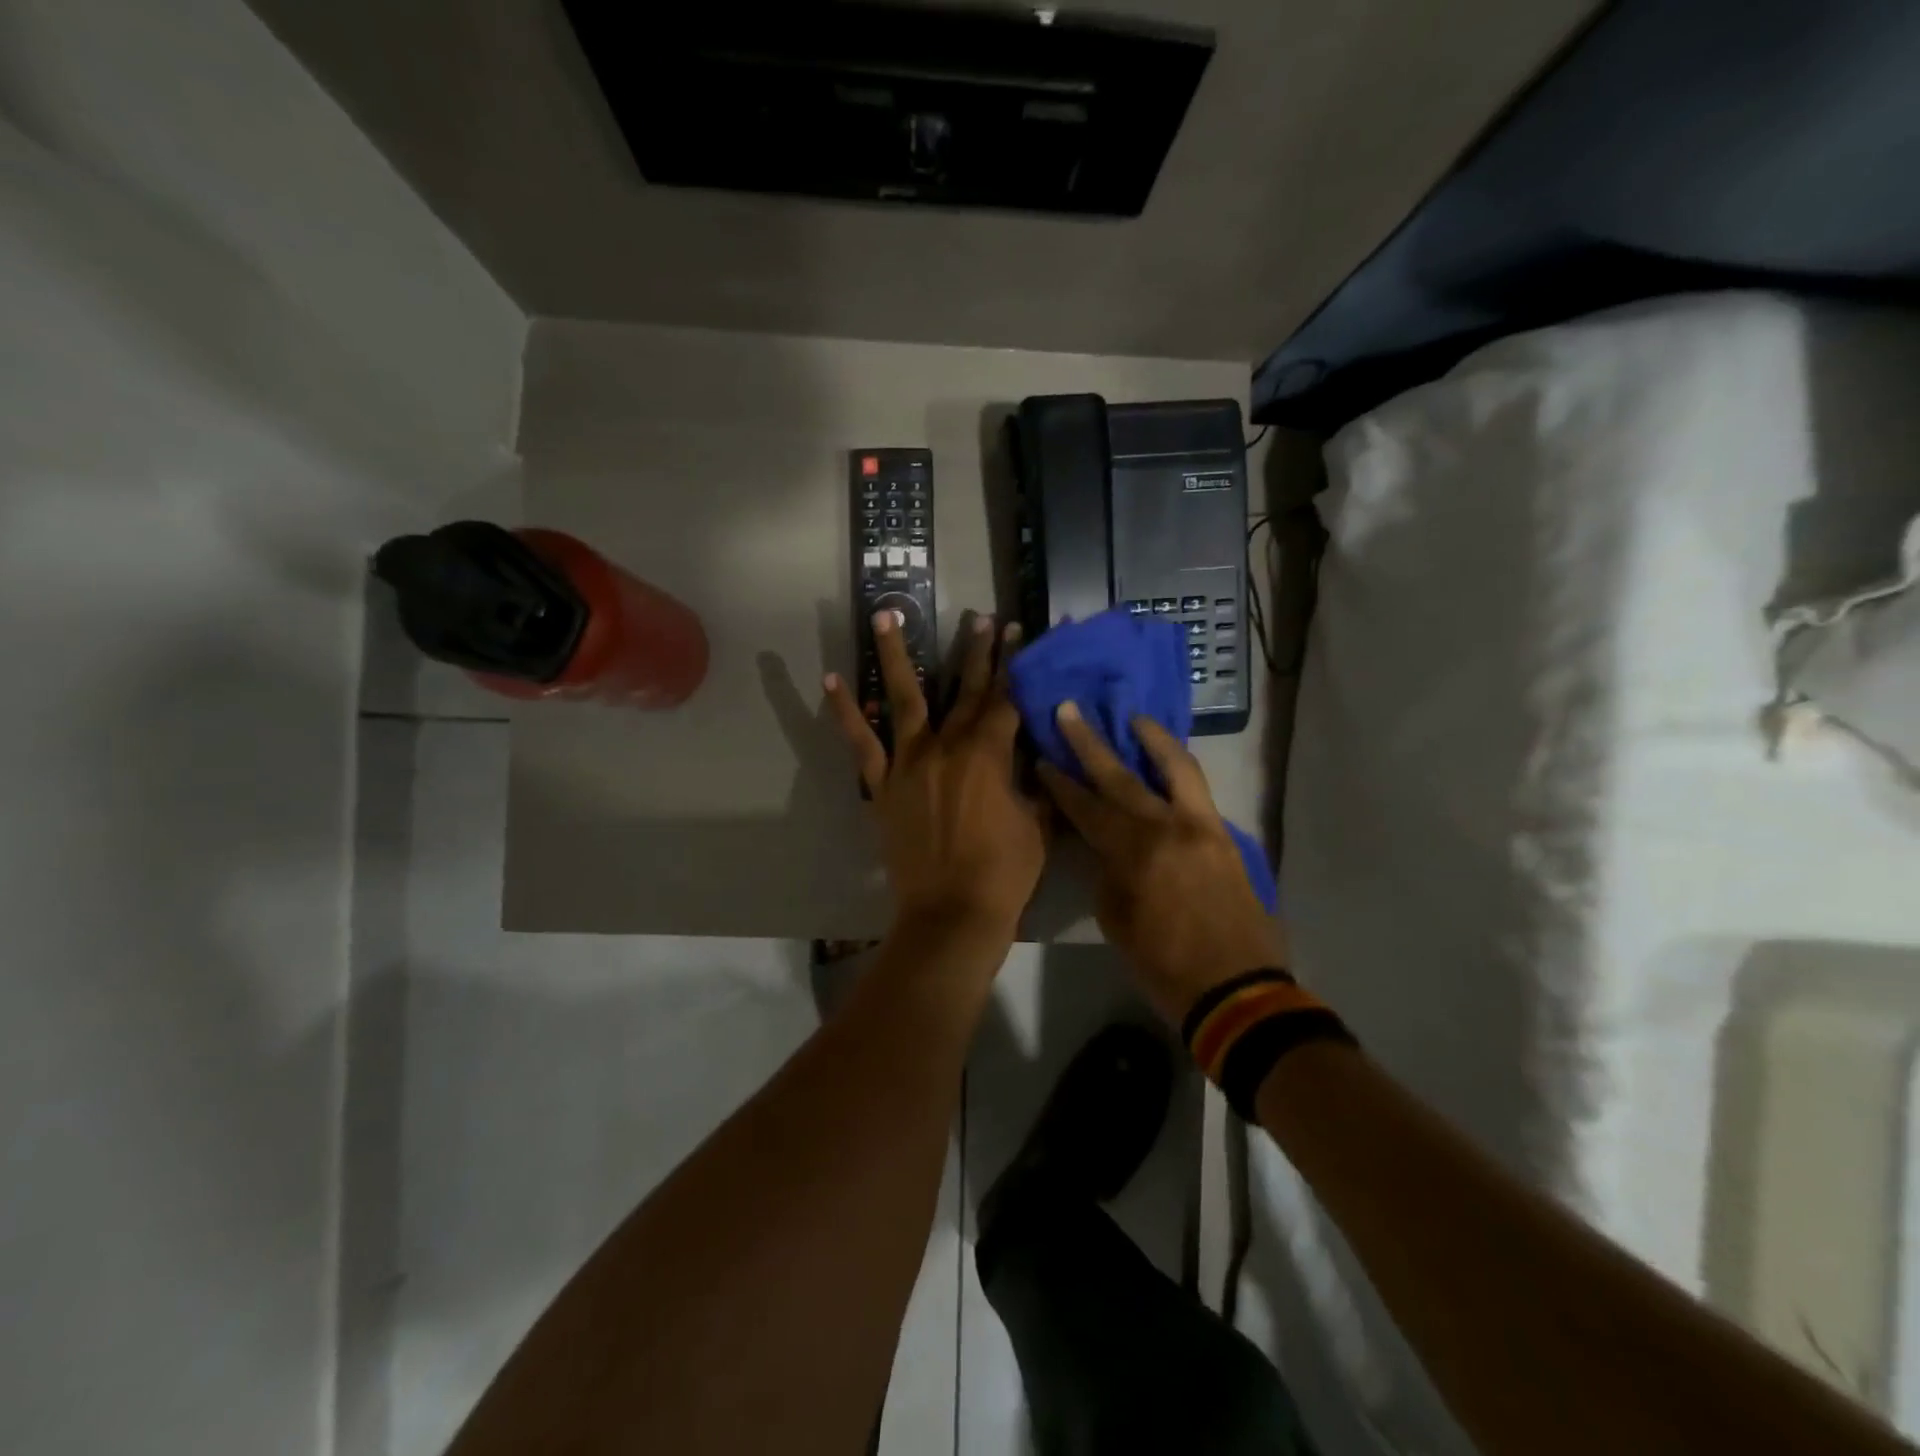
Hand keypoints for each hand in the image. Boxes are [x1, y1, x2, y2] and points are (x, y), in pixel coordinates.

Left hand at [825, 612, 1046, 943]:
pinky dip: (846, 712)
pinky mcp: (883, 784)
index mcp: (989, 753)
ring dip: (895, 654)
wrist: (951, 914)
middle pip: (964, 690)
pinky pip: (861, 743)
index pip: (1007, 699)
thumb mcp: (1037, 823)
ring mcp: (909, 762)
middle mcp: (947, 746)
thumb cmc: (1005, 873)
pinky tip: (833, 681)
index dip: (1014, 666)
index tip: (1017, 634)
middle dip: (974, 651)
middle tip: (977, 616)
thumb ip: (1035, 782)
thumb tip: (1034, 754)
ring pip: (902, 698)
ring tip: (885, 615)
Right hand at [1037, 705, 1282, 1025]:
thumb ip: (1108, 874)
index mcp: (1134, 853)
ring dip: (1152, 739)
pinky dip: (1179, 769)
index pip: (1087, 807)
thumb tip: (1107, 848)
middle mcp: (1167, 827)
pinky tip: (1167, 762)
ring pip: (1176, 768)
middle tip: (1071, 710)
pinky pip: (1199, 791)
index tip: (1043, 757)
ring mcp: (1202, 827)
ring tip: (1134, 718)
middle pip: (1121, 776)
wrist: (1238, 991)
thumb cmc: (1165, 965)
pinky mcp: (1224, 836)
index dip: (1061, 782)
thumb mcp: (1117, 922)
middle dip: (1090, 743)